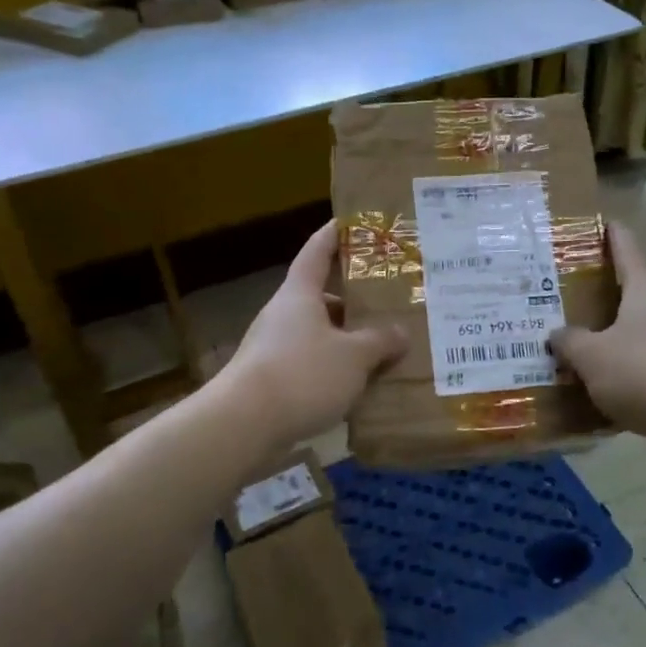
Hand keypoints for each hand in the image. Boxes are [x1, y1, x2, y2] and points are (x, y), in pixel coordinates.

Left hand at [214, 220, 405, 448]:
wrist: (243, 425)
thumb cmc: (302, 374)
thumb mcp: (354, 356)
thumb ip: (381, 341)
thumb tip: (401, 333)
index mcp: (299, 294)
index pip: (317, 251)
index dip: (335, 233)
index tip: (355, 221)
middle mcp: (284, 314)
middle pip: (322, 297)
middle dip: (355, 299)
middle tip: (389, 302)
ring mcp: (274, 347)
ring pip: (320, 333)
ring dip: (348, 339)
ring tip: (384, 348)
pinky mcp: (272, 379)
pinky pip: (312, 363)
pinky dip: (336, 368)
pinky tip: (360, 385)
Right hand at [551, 221, 645, 448]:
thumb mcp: (593, 359)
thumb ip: (570, 343)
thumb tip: (559, 334)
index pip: (628, 251)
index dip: (614, 236)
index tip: (606, 222)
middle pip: (639, 292)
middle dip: (612, 296)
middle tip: (580, 302)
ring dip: (626, 335)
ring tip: (597, 351)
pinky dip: (643, 364)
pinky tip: (624, 387)